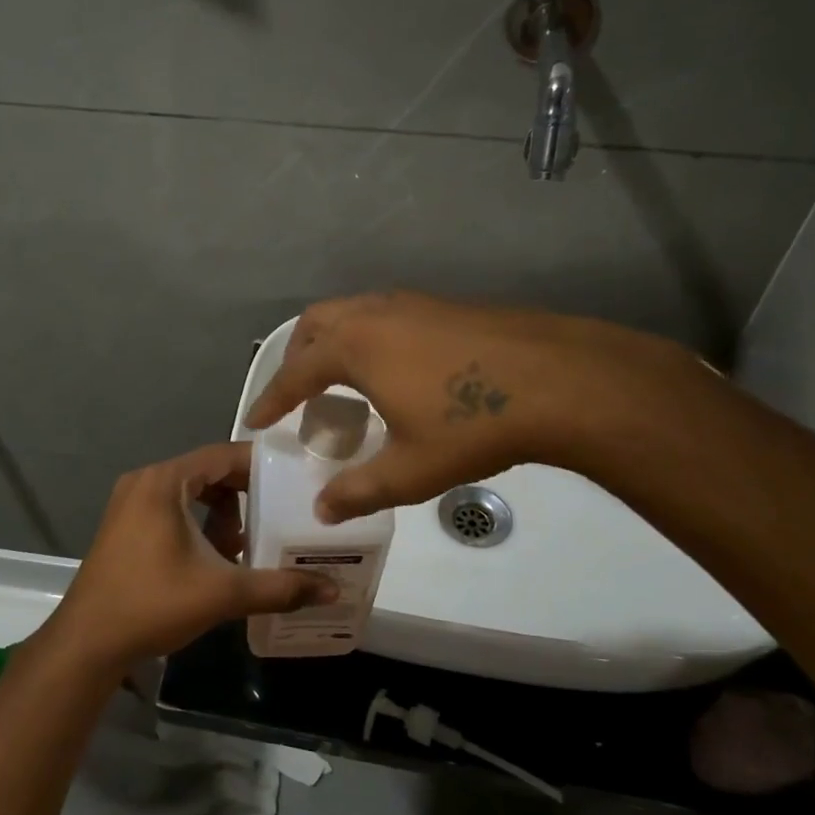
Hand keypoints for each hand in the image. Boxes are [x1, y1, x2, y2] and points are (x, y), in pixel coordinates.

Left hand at [47, 442, 333, 671]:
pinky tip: (213, 559)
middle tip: (277, 516)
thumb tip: (332, 590)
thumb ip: (279, 587)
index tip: (294, 481)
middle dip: (244, 495)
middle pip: (207, 472)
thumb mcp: (221, 593)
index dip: (261, 466)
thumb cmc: (152, 605)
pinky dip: (197, 523)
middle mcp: (145, 482)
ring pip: (190, 493)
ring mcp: (129, 503)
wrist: (86, 644)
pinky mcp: (124, 526)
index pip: (223, 454)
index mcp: (164, 482)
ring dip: (221, 513)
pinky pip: (172, 509)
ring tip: (243, 546)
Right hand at [245, 291, 688, 522]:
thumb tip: (322, 510)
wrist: (560, 381)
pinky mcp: (446, 306)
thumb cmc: (473, 424)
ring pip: (353, 312)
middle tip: (297, 393)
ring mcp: (414, 304)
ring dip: (334, 341)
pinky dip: (368, 336)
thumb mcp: (410, 469)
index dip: (271, 399)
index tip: (254, 420)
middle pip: (317, 324)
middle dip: (298, 357)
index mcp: (355, 347)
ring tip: (341, 379)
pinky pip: (386, 314)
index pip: (295, 373)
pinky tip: (393, 369)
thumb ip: (359, 490)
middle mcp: (376, 314)